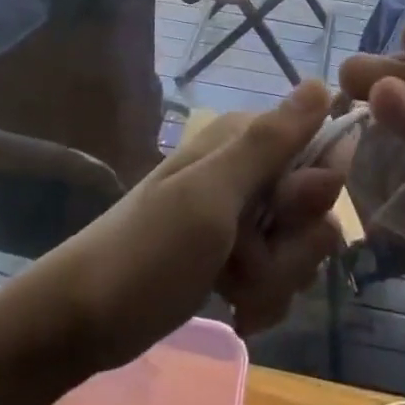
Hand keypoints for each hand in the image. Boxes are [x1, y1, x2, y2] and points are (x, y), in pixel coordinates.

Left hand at [31, 81, 342, 372]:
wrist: (81, 323)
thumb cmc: (147, 252)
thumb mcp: (211, 195)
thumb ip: (271, 143)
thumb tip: (323, 82)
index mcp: (244, 142)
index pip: (323, 149)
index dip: (316, 189)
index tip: (284, 213)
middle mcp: (248, 172)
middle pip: (316, 206)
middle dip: (292, 245)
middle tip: (245, 255)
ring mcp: (242, 217)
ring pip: (301, 246)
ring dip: (275, 278)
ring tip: (232, 287)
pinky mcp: (236, 257)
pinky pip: (281, 275)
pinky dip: (263, 297)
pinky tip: (236, 309)